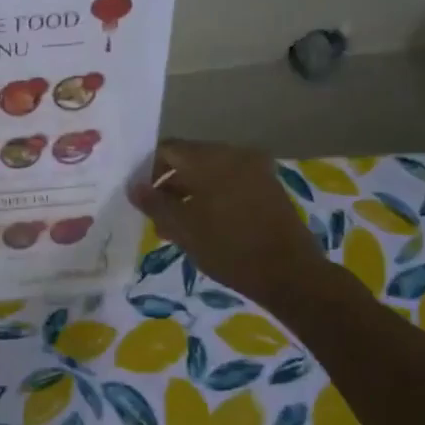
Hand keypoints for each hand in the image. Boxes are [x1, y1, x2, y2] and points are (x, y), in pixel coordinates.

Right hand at [129, 139, 331, 309]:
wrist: (290, 274)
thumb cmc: (229, 249)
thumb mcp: (182, 229)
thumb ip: (154, 204)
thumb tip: (134, 186)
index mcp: (210, 159)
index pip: (168, 150)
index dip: (148, 170)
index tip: (141, 197)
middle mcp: (234, 154)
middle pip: (190, 159)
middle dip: (169, 184)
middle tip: (157, 215)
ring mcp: (255, 169)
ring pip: (210, 172)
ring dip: (190, 193)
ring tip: (178, 226)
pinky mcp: (269, 186)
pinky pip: (231, 182)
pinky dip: (213, 196)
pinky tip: (206, 224)